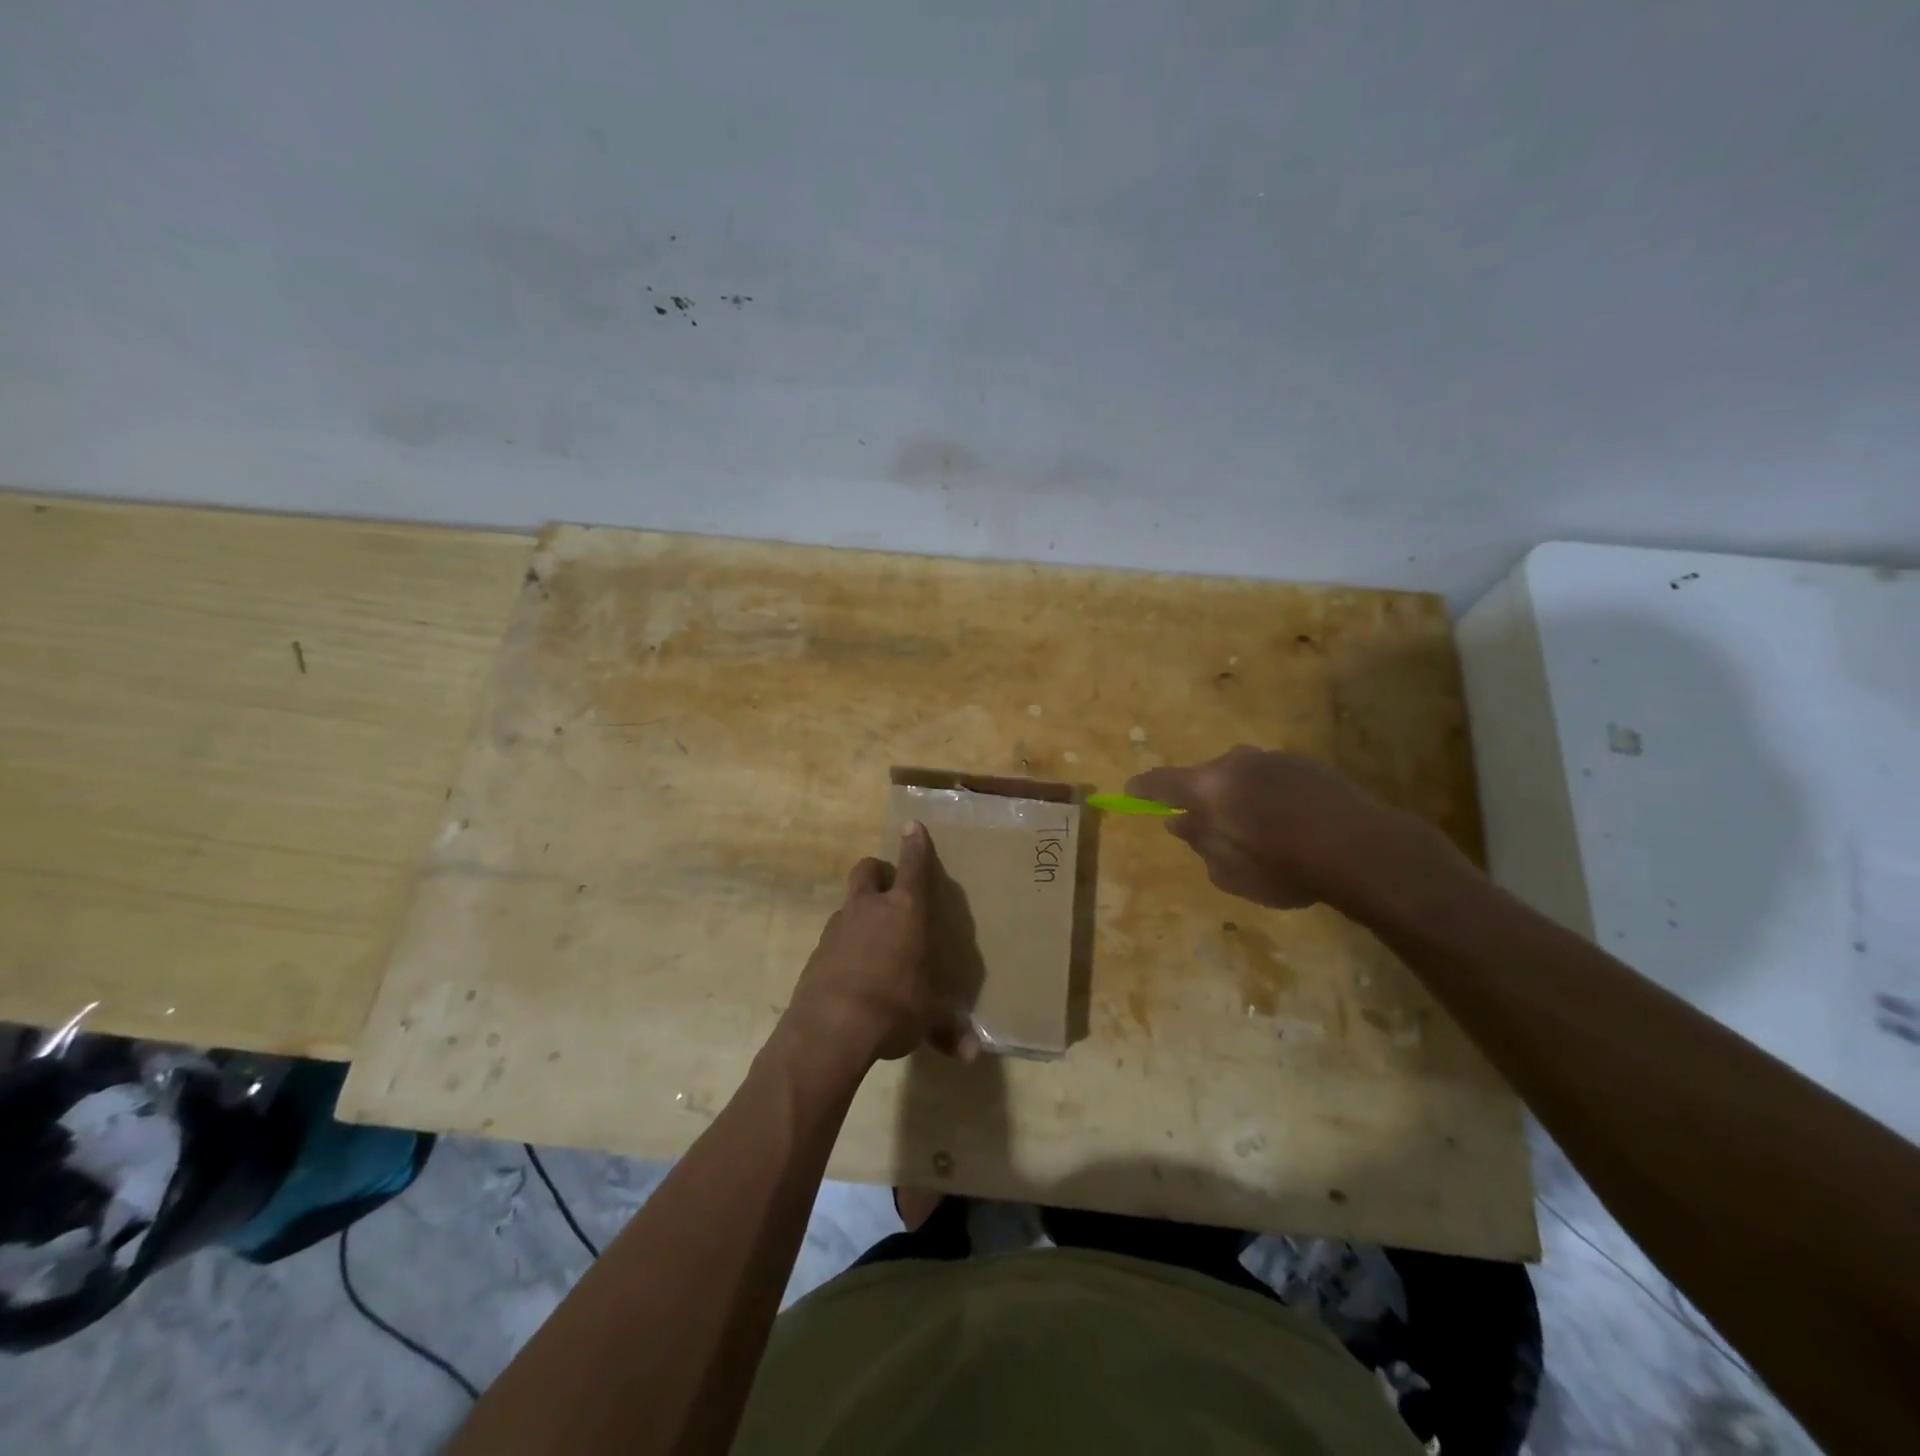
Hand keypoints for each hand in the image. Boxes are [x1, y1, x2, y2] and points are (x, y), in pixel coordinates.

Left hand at [783, 823, 980, 1067]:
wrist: (830, 1028)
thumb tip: (971, 1055)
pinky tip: (852, 972)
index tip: (912, 825)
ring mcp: (837, 928)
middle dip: (876, 871)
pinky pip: (834, 937)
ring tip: (872, 940)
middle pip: (866, 870)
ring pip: (848, 904)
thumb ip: (947, 1030)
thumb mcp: (925, 1019)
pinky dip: (844, 945)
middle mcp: (869, 909)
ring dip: (859, 912)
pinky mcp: (817, 952)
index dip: (915, 845)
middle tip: (887, 887)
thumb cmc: (892, 1007)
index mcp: (904, 912)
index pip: (913, 867)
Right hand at [1127, 746, 1461, 912]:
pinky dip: (1268, 797)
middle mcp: (1235, 762)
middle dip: (1200, 800)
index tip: (1131, 794)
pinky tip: (1290, 824)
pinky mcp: (1306, 763)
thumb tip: (1181, 820)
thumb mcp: (1229, 872)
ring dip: (1238, 797)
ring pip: (1240, 777)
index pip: (1160, 782)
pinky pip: (1271, 779)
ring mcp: (1273, 758)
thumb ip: (1199, 842)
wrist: (1363, 848)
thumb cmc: (1284, 867)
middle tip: (1208, 827)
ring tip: (1258, 831)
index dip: (1143, 790)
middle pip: (1204, 778)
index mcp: (1208, 788)